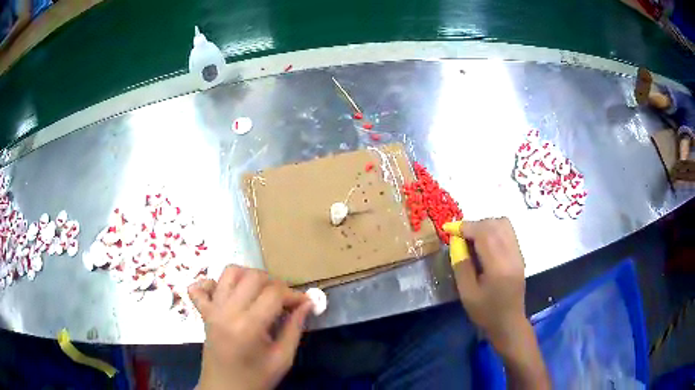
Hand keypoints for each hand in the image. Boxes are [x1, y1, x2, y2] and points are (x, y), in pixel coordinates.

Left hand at [189, 265, 312, 389]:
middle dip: (275, 283)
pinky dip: (213, 283)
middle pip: (253, 277)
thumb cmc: (256, 378)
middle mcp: (227, 311)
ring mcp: (211, 309)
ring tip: (261, 293)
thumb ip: (295, 328)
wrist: (225, 389)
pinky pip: (200, 286)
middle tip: (285, 300)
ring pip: (229, 272)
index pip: (274, 293)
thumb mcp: (282, 358)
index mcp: (248, 326)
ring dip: (249, 276)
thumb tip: (308, 303)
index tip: (304, 303)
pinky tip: (226, 294)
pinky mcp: (203, 312)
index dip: (294, 294)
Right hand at [451, 217, 527, 353]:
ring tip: (472, 238)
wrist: (509, 323)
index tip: (449, 229)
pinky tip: (484, 243)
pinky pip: (508, 232)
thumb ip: (461, 265)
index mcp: (498, 266)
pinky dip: (494, 230)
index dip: (465, 227)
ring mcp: (518, 253)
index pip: (484, 234)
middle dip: (474, 225)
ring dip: (485, 225)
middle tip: (459, 237)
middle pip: (494, 224)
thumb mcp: (467, 293)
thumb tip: (456, 242)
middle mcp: (512, 254)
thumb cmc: (485, 312)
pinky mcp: (520, 255)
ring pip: (503, 224)